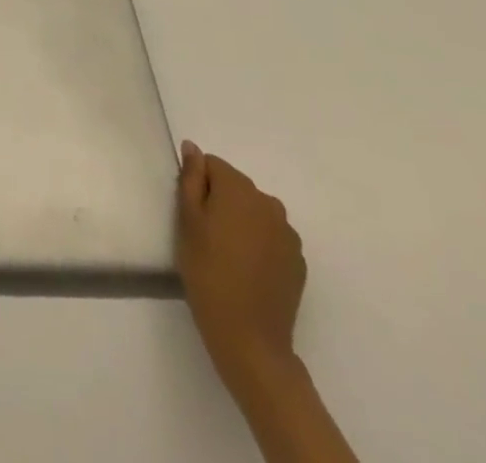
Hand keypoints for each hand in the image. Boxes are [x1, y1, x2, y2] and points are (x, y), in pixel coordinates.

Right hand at [176, 140, 305, 387]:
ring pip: (255, 212)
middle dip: (220, 202)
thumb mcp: (187, 221)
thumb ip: (191, 179)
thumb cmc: (208, 272)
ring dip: (241, 222)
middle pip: (236, 187)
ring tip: (227, 255)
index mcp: (239, 189)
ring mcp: (288, 234)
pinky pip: (271, 237)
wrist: (249, 338)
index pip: (212, 165)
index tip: (191, 214)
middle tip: (205, 236)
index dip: (198, 185)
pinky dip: (258, 244)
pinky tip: (247, 270)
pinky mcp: (298, 262)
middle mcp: (269, 203)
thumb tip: (193, 148)